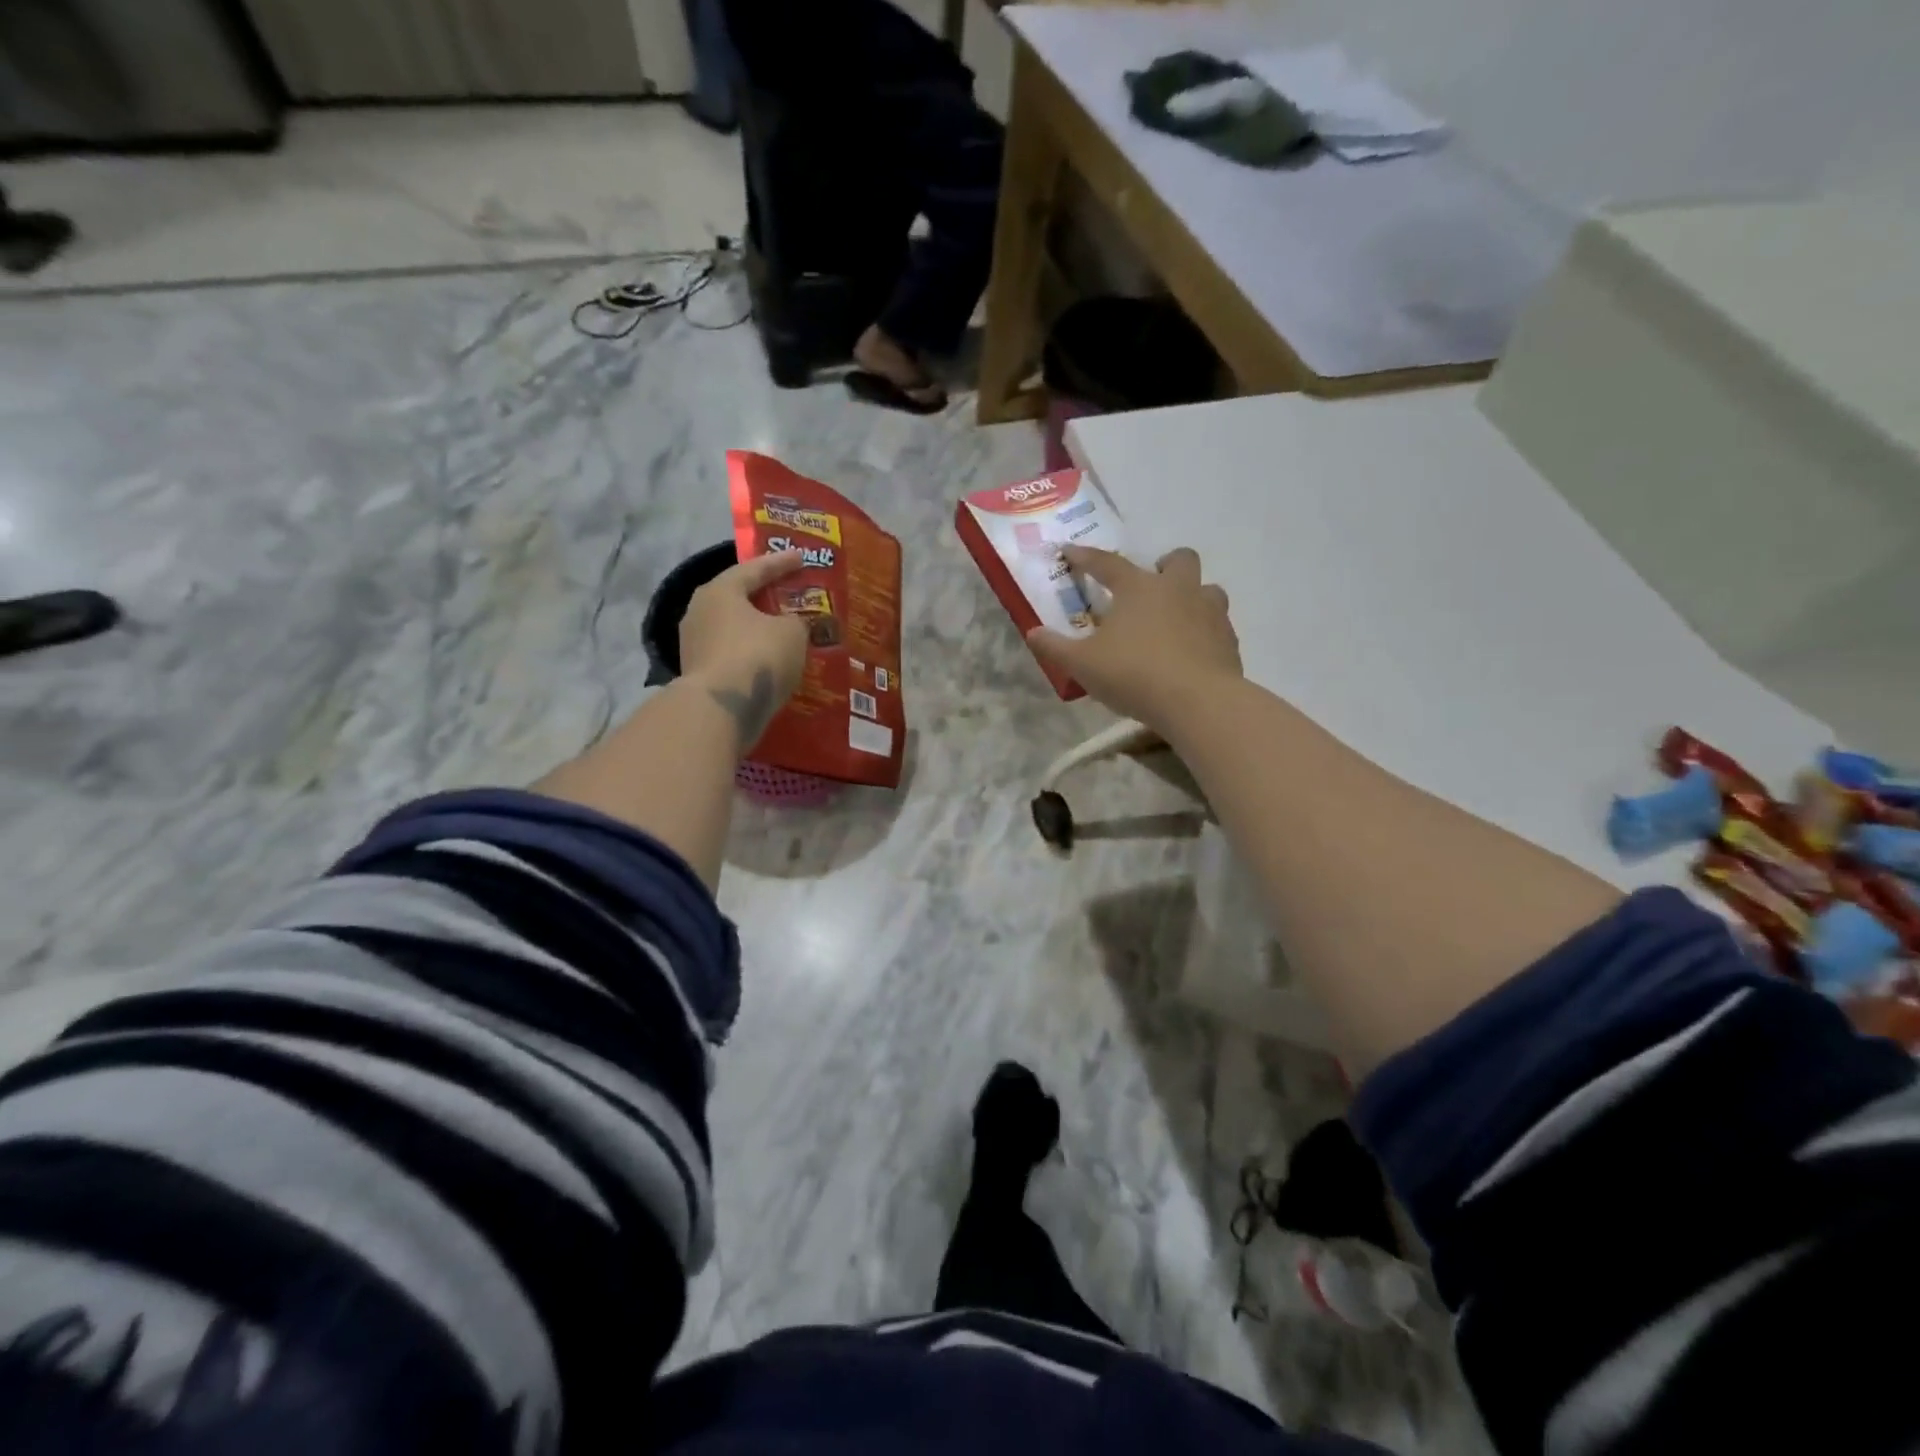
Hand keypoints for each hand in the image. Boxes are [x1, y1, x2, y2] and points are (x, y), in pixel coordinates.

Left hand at [681, 549, 810, 748]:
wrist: (722, 709)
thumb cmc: (758, 656)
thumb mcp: (792, 632)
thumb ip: (795, 621)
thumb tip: (788, 624)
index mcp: (720, 590)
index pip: (754, 569)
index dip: (781, 563)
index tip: (801, 557)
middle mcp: (700, 611)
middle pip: (738, 598)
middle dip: (764, 596)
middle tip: (788, 593)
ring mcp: (695, 644)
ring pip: (734, 628)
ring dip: (757, 629)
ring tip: (782, 630)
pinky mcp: (699, 673)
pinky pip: (732, 654)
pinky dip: (751, 654)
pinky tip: (769, 660)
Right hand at [1027, 546, 1240, 731]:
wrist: (1198, 701)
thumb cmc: (1134, 674)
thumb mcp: (1082, 665)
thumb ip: (1055, 648)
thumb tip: (1032, 633)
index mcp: (1138, 588)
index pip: (1107, 563)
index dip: (1086, 557)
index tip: (1070, 551)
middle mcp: (1178, 590)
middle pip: (1179, 559)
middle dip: (1165, 565)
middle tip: (1151, 586)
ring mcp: (1210, 612)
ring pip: (1208, 589)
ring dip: (1193, 597)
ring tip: (1176, 620)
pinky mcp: (1229, 640)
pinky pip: (1218, 625)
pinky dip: (1205, 632)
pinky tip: (1192, 653)